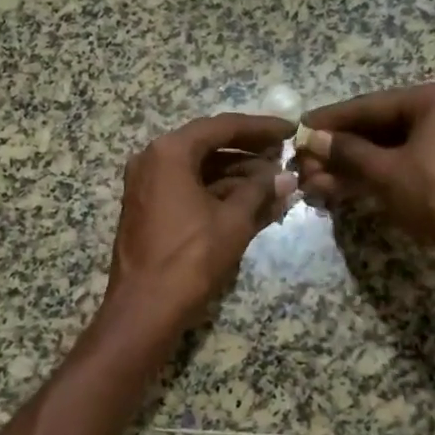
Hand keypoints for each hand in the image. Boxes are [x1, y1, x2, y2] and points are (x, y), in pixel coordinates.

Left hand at [106, 114, 296, 328]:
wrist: (144, 307)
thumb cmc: (190, 258)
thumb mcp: (232, 221)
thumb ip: (260, 192)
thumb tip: (285, 177)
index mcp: (169, 152)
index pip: (222, 127)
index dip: (260, 127)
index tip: (290, 130)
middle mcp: (152, 159)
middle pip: (208, 144)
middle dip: (248, 150)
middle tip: (284, 153)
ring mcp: (146, 183)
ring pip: (198, 168)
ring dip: (235, 173)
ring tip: (275, 179)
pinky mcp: (148, 207)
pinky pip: (187, 187)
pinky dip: (217, 190)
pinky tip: (250, 200)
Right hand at [296, 80, 434, 288]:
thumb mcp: (386, 172)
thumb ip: (346, 152)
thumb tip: (312, 139)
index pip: (369, 105)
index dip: (330, 120)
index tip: (298, 128)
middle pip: (377, 127)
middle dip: (338, 149)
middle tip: (301, 161)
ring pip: (387, 150)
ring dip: (350, 166)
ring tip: (312, 181)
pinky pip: (402, 166)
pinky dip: (372, 177)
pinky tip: (338, 188)